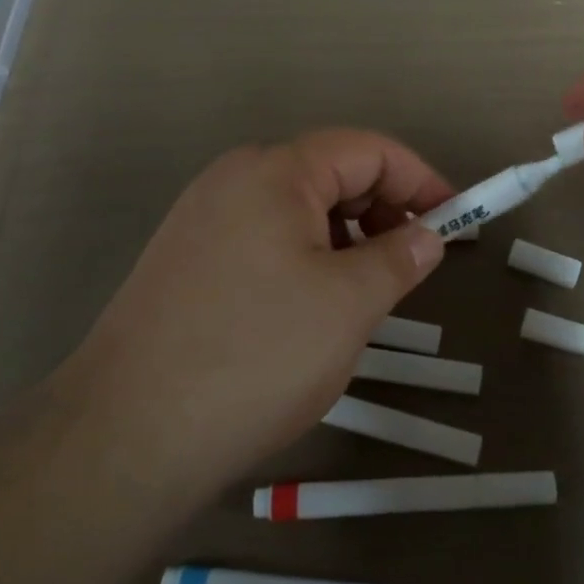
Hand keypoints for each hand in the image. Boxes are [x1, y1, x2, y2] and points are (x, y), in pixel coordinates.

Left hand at [52, 131, 451, 500]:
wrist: (127, 434)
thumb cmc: (256, 356)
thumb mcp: (349, 304)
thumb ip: (399, 258)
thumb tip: (428, 235)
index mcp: (275, 171)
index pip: (367, 150)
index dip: (420, 179)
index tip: (456, 219)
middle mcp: (233, 179)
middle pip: (330, 173)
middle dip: (383, 209)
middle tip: (414, 261)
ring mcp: (202, 219)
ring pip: (297, 209)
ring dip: (346, 237)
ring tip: (367, 291)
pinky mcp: (186, 260)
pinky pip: (265, 238)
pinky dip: (306, 257)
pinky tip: (313, 306)